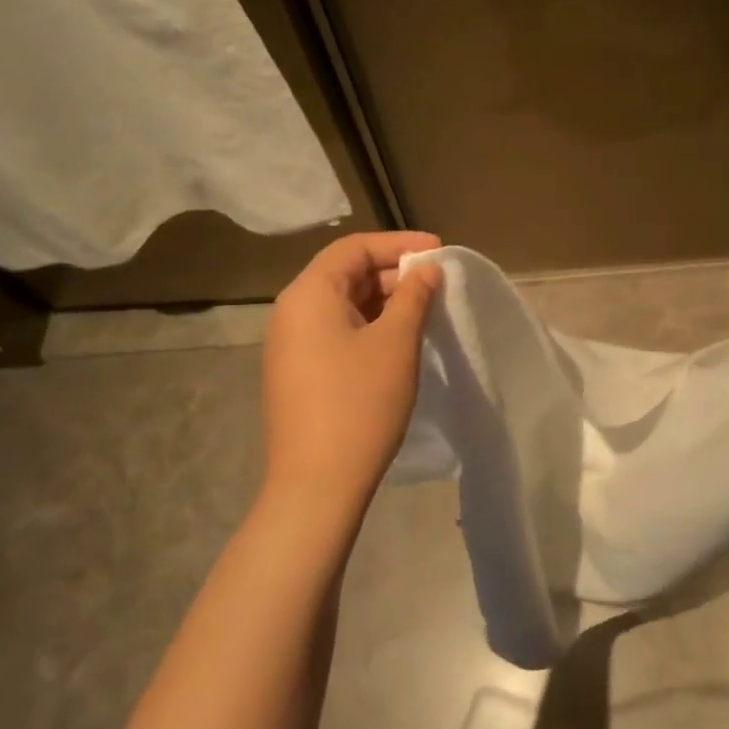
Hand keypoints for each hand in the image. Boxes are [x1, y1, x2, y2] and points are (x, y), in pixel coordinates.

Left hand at [260, 232, 443, 516]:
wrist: (316, 485)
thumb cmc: (360, 404)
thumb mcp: (396, 344)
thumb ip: (413, 297)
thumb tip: (426, 270)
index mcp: (308, 294)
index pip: (354, 248)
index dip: (399, 244)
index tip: (439, 249)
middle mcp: (291, 312)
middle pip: (345, 273)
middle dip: (393, 273)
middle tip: (437, 283)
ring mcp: (290, 345)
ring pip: (342, 305)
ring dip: (383, 301)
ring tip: (425, 310)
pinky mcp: (297, 372)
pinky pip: (335, 331)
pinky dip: (369, 326)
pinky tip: (398, 340)